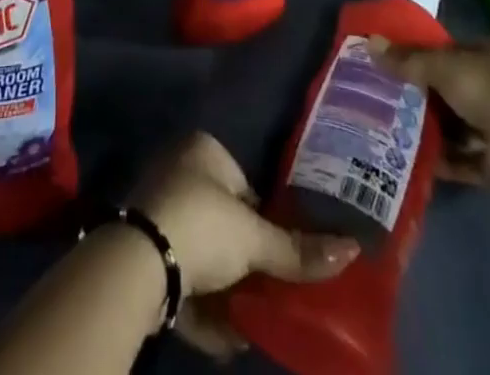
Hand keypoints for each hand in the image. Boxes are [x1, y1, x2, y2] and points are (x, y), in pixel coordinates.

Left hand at [131, 132, 358, 358]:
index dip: (263, 218)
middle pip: (221, 219)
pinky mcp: (143, 253)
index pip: (244, 183)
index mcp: (203, 150)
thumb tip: (350, 250)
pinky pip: (181, 281)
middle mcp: (177, 171)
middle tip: (270, 289)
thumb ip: (297, 249)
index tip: (280, 252)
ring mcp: (157, 211)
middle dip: (244, 258)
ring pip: (200, 253)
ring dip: (225, 288)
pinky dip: (203, 308)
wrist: (139, 262)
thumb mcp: (255, 238)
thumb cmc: (203, 225)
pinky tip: (226, 337)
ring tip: (253, 319)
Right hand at [370, 32, 489, 192]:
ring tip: (401, 129)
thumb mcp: (441, 67)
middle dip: (431, 95)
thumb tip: (370, 43)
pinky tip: (419, 159)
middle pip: (459, 85)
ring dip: (437, 129)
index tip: (404, 64)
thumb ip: (408, 59)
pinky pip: (468, 156)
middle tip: (397, 97)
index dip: (432, 54)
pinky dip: (447, 158)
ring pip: (463, 122)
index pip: (459, 47)